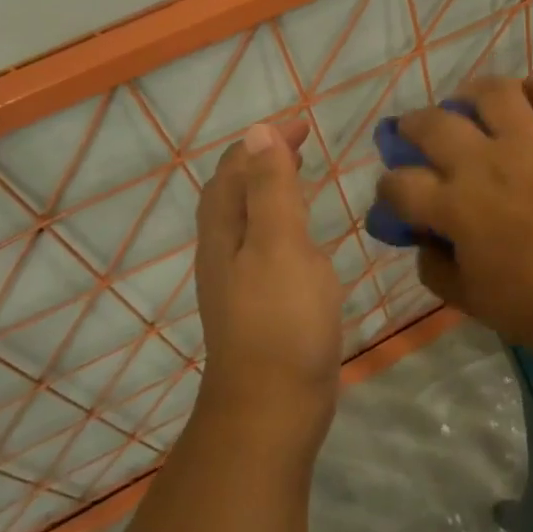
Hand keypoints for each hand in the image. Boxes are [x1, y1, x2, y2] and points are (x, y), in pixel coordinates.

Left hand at [193, 119, 342, 451]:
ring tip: (304, 179)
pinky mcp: (262, 306)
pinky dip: (284, 226)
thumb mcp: (279, 245)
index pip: (234, 171)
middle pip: (235, 194)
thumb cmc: (281, 320)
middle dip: (264, 162)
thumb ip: (270, 189)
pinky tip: (307, 241)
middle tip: (303, 145)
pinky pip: (268, 249)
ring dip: (272, 192)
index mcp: (224, 233)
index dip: (262, 143)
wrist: (273, 406)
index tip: (301, 125)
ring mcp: (241, 283)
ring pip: (251, 222)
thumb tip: (257, 133)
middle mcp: (224, 253)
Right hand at [374, 76, 532, 361]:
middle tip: (413, 134)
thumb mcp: (474, 304)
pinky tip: (526, 100)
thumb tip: (425, 241)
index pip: (400, 184)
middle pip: (434, 125)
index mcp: (457, 206)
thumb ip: (437, 270)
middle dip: (411, 127)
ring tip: (468, 105)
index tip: (393, 195)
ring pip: (492, 93)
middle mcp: (488, 163)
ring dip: (470, 94)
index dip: (388, 188)